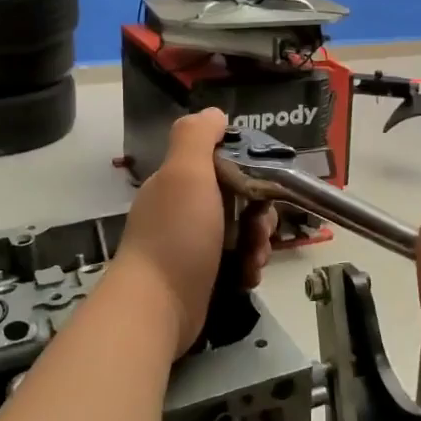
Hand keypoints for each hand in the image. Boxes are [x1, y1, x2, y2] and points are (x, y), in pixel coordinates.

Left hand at [115, 109, 277, 357]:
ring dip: (258, 243)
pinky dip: (247, 267)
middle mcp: (183, 208)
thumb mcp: (186, 173)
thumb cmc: (177, 235)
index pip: (223, 162)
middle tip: (260, 231)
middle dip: (260, 214)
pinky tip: (248, 277)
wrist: (157, 307)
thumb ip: (197, 136)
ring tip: (255, 260)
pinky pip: (236, 262)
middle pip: (238, 199)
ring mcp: (190, 244)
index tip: (263, 187)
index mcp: (179, 181)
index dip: (250, 171)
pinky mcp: (201, 276)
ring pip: (241, 232)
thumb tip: (214, 113)